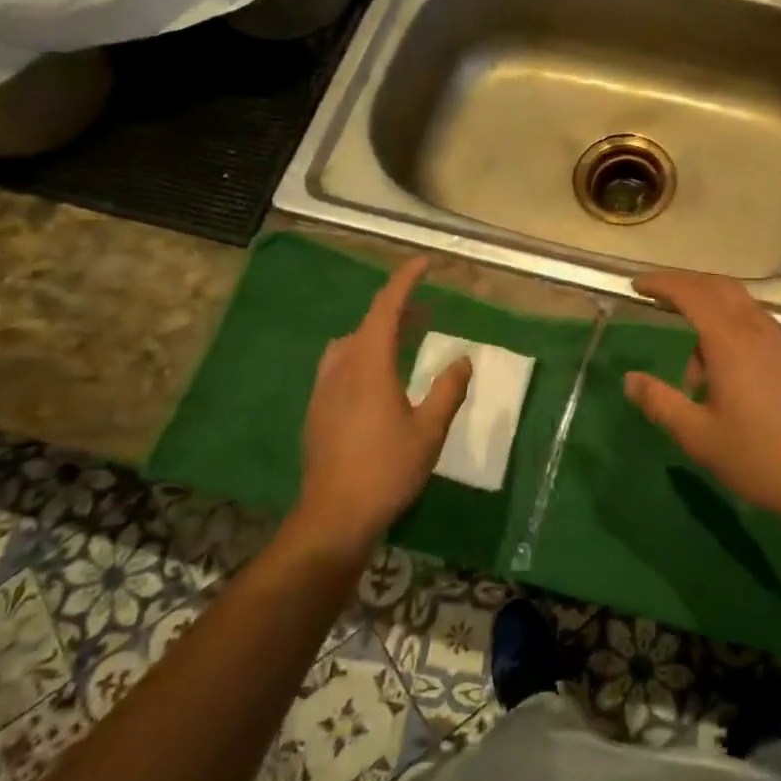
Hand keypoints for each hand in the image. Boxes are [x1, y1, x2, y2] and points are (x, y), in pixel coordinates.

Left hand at [287, 256, 471, 556]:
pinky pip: (342, 365)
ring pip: (351, 344)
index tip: (426, 263)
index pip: (386, 308)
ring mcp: (324, 389)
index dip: (406, 281)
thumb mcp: (429, 431)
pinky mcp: (318, 410)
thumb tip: (462, 360)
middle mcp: (341, 368)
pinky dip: (365, 354)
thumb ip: (448, 390)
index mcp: (369, 366)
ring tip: (406, 340)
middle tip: (427, 309)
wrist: (333, 517)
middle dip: (398, 308)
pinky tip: (381, 379)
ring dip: (379, 332)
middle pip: (368, 323)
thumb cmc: (386, 470)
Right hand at [624, 271, 780, 527]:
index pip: (692, 294)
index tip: (638, 284)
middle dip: (688, 287)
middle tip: (662, 300)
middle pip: (721, 289)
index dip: (663, 284)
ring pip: (744, 312)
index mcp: (732, 343)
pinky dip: (739, 338)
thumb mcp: (699, 437)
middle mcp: (762, 331)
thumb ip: (661, 403)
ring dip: (714, 325)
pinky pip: (764, 331)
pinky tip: (737, 381)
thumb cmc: (760, 458)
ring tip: (699, 379)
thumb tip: (630, 380)